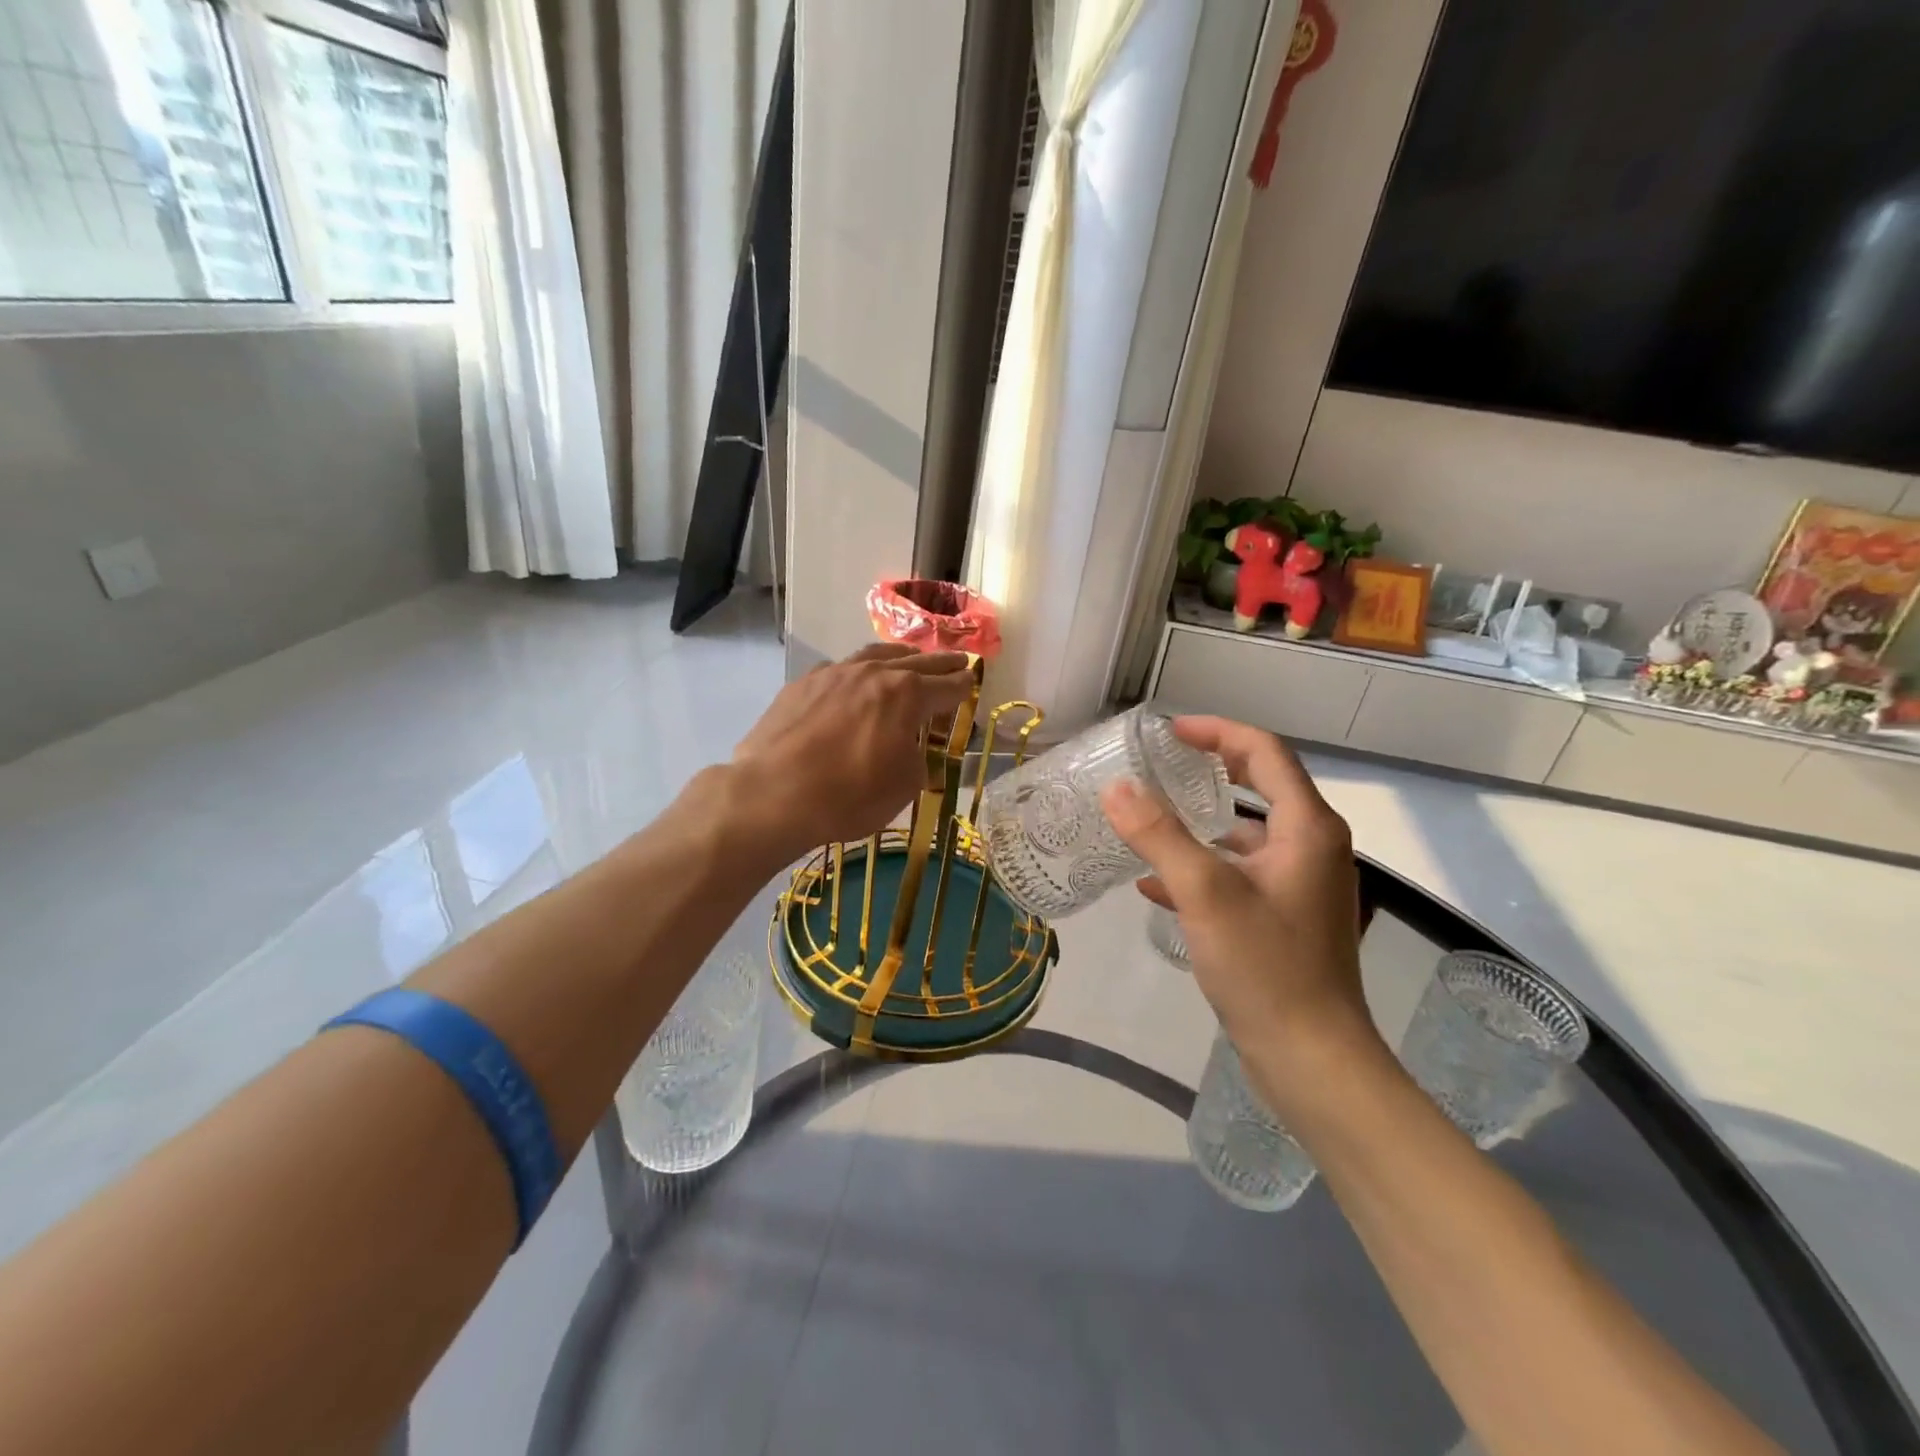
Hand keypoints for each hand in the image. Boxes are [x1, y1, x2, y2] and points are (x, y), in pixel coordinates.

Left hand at [728, 643, 974, 859]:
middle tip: (957, 659)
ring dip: (898, 656)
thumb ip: (916, 760)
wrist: (773, 793)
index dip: (962, 685)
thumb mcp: (903, 787)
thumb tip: (911, 750)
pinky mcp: (802, 684)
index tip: (972, 680)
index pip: (945, 686)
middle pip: (916, 662)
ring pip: (874, 655)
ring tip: (910, 657)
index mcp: (906, 695)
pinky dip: (857, 671)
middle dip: (940, 663)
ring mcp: (834, 674)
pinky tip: (854, 679)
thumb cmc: (849, 795)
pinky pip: (839, 669)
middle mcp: (873, 673)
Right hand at [1100, 716, 1378, 1105]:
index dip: (1217, 731)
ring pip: (1246, 833)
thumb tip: (1116, 787)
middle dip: (1210, 768)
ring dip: (1200, 821)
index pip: (1264, 752)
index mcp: (1307, 828)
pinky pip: (1240, 872)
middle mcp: (1312, 846)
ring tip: (1148, 818)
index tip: (1169, 731)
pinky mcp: (1286, 916)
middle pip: (1261, 784)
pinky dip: (1202, 867)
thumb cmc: (1265, 967)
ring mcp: (1300, 884)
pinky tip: (1153, 884)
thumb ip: (1158, 835)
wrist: (1312, 1058)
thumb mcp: (1204, 894)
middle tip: (1161, 763)